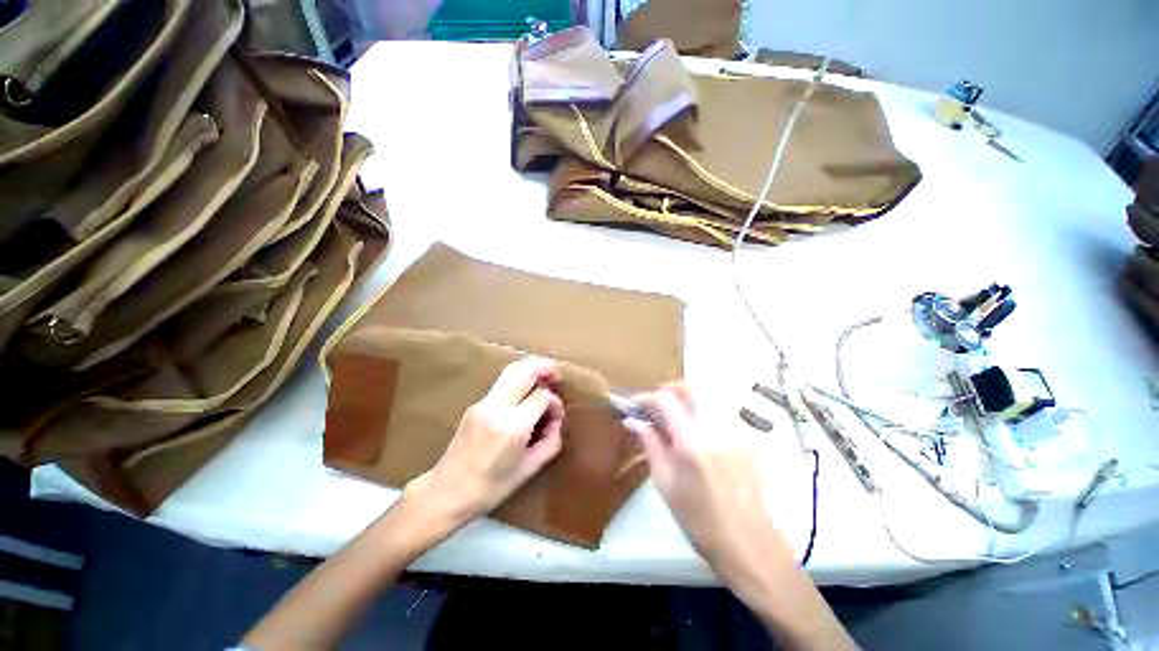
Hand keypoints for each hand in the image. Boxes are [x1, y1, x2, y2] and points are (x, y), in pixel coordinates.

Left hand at [405, 358, 564, 526]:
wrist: (445, 493)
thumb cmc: (490, 488)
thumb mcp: (528, 470)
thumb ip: (550, 442)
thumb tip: (556, 421)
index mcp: (512, 427)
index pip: (541, 396)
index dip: (554, 402)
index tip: (556, 416)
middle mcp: (496, 408)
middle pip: (523, 370)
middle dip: (543, 366)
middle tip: (555, 373)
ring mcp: (483, 403)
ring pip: (510, 370)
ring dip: (530, 368)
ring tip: (543, 377)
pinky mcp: (475, 404)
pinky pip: (502, 382)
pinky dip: (518, 379)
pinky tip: (524, 394)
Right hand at [624, 383, 792, 577]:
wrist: (750, 544)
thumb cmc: (700, 521)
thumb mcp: (666, 484)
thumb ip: (650, 445)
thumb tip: (632, 421)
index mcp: (692, 443)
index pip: (666, 400)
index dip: (646, 397)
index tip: (633, 404)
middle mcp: (716, 428)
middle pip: (691, 387)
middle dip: (668, 389)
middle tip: (654, 405)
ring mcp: (736, 430)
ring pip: (707, 395)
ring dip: (685, 398)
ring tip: (672, 416)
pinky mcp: (747, 437)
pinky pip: (719, 411)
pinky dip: (701, 410)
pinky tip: (694, 431)